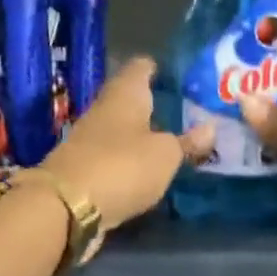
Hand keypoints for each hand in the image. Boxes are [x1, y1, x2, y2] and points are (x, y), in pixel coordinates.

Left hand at [42, 57, 212, 230]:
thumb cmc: (122, 166)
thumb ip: (187, 142)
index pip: (142, 67)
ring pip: (123, 129)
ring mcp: (91, 140)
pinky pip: (116, 156)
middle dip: (157, 105)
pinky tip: (150, 169)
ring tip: (175, 141)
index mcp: (125, 94)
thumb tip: (210, 127)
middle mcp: (105, 110)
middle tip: (188, 112)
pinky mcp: (85, 168)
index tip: (182, 76)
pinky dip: (132, 159)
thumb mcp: (165, 155)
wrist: (66, 207)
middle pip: (132, 99)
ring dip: (144, 134)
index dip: (161, 68)